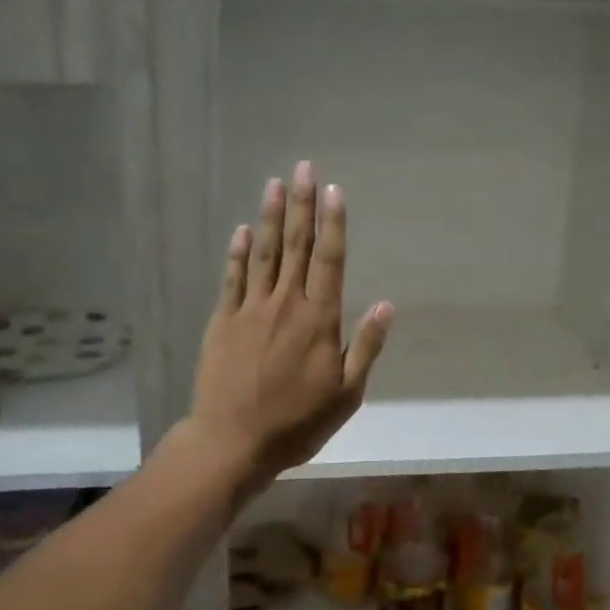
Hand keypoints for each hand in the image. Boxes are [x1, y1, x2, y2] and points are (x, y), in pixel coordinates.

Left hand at [186, 161, 392, 492]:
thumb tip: (386, 306)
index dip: (333, 224)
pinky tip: (242, 230)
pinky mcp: (223, 321)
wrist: (234, 441)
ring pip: (263, 253)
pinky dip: (238, 252)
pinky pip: (232, 278)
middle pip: (296, 246)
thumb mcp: (346, 395)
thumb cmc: (297, 423)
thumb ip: (365, 348)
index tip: (334, 191)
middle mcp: (286, 305)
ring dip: (270, 217)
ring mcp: (250, 309)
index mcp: (319, 320)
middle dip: (301, 205)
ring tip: (274, 183)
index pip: (330, 260)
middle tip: (304, 168)